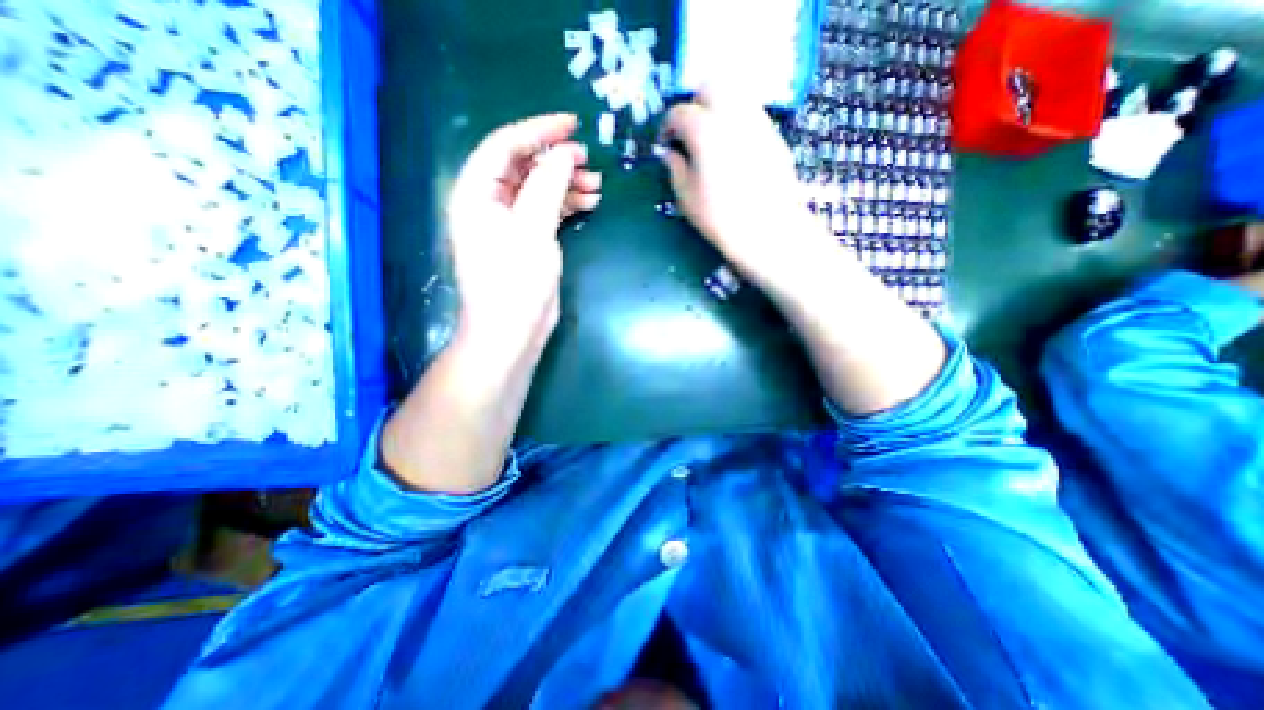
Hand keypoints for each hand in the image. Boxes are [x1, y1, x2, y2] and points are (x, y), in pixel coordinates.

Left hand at [446, 112, 598, 358]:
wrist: (511, 332)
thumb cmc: (515, 281)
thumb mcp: (532, 229)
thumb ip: (547, 186)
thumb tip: (563, 154)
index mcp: (476, 193)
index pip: (505, 145)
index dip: (538, 130)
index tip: (573, 125)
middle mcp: (488, 203)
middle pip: (522, 166)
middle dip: (556, 160)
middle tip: (589, 162)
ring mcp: (507, 223)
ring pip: (536, 189)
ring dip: (565, 184)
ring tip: (595, 186)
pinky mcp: (524, 241)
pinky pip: (544, 211)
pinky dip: (564, 205)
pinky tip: (587, 204)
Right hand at [657, 89, 825, 286]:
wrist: (768, 230)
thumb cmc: (720, 218)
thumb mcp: (686, 197)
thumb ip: (675, 168)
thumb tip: (670, 154)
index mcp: (705, 130)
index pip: (680, 113)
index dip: (668, 127)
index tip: (667, 144)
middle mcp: (733, 115)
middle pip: (712, 85)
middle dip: (696, 102)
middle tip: (691, 130)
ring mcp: (758, 123)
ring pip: (737, 94)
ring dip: (719, 108)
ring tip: (713, 138)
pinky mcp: (775, 136)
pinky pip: (753, 116)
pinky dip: (739, 123)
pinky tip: (734, 150)